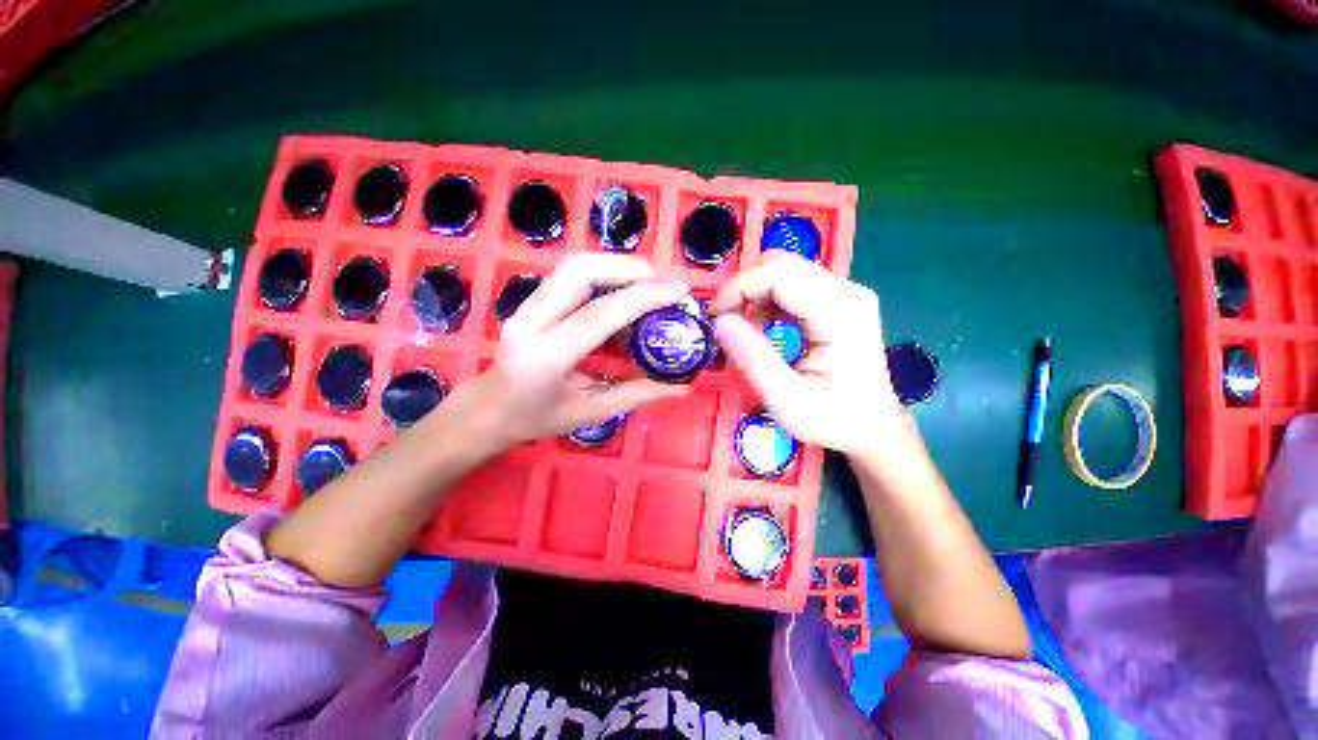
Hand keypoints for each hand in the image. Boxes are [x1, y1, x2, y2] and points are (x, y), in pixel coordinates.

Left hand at [438, 254, 690, 455]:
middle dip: (628, 268)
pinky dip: (603, 274)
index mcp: (546, 356)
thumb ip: (638, 394)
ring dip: (616, 266)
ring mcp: (526, 305)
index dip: (643, 297)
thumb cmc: (536, 419)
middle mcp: (531, 321)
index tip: (678, 291)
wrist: (485, 411)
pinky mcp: (530, 300)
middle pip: (580, 270)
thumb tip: (682, 386)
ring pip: (574, 266)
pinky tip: (622, 289)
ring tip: (648, 281)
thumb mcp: (591, 412)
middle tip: (662, 281)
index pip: (599, 314)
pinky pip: (570, 275)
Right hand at [711, 253, 903, 455]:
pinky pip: (792, 284)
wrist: (873, 426)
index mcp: (840, 312)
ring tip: (740, 327)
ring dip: (753, 292)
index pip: (779, 273)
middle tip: (723, 321)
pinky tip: (761, 325)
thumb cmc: (833, 419)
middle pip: (781, 264)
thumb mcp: (787, 400)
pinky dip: (766, 298)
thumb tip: (720, 321)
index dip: (739, 287)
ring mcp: (844, 292)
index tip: (715, 317)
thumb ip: (753, 359)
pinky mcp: (837, 300)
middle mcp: (846, 291)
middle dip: (743, 287)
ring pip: (784, 270)